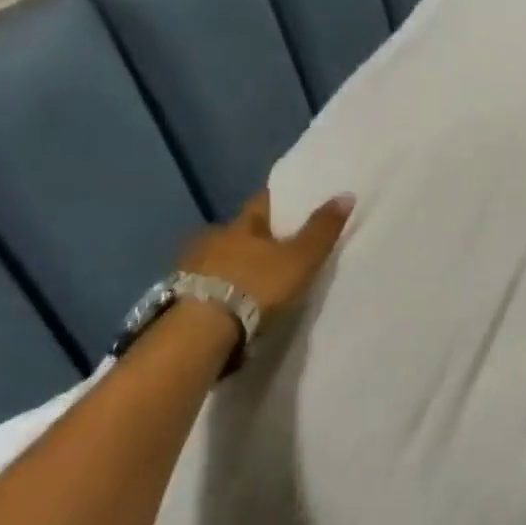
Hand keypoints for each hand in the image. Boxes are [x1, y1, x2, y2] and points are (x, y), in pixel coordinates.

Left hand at [179, 191, 353, 314]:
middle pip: (238, 232)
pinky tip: (229, 302)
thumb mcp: (300, 259)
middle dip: (254, 238)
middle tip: (275, 250)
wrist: (202, 331)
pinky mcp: (179, 297)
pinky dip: (219, 289)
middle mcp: (213, 238)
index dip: (279, 203)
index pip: (262, 202)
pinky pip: (205, 284)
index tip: (292, 206)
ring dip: (233, 265)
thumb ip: (322, 230)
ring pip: (219, 258)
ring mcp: (191, 267)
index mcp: (242, 224)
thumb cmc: (257, 286)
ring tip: (252, 282)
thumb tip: (346, 193)